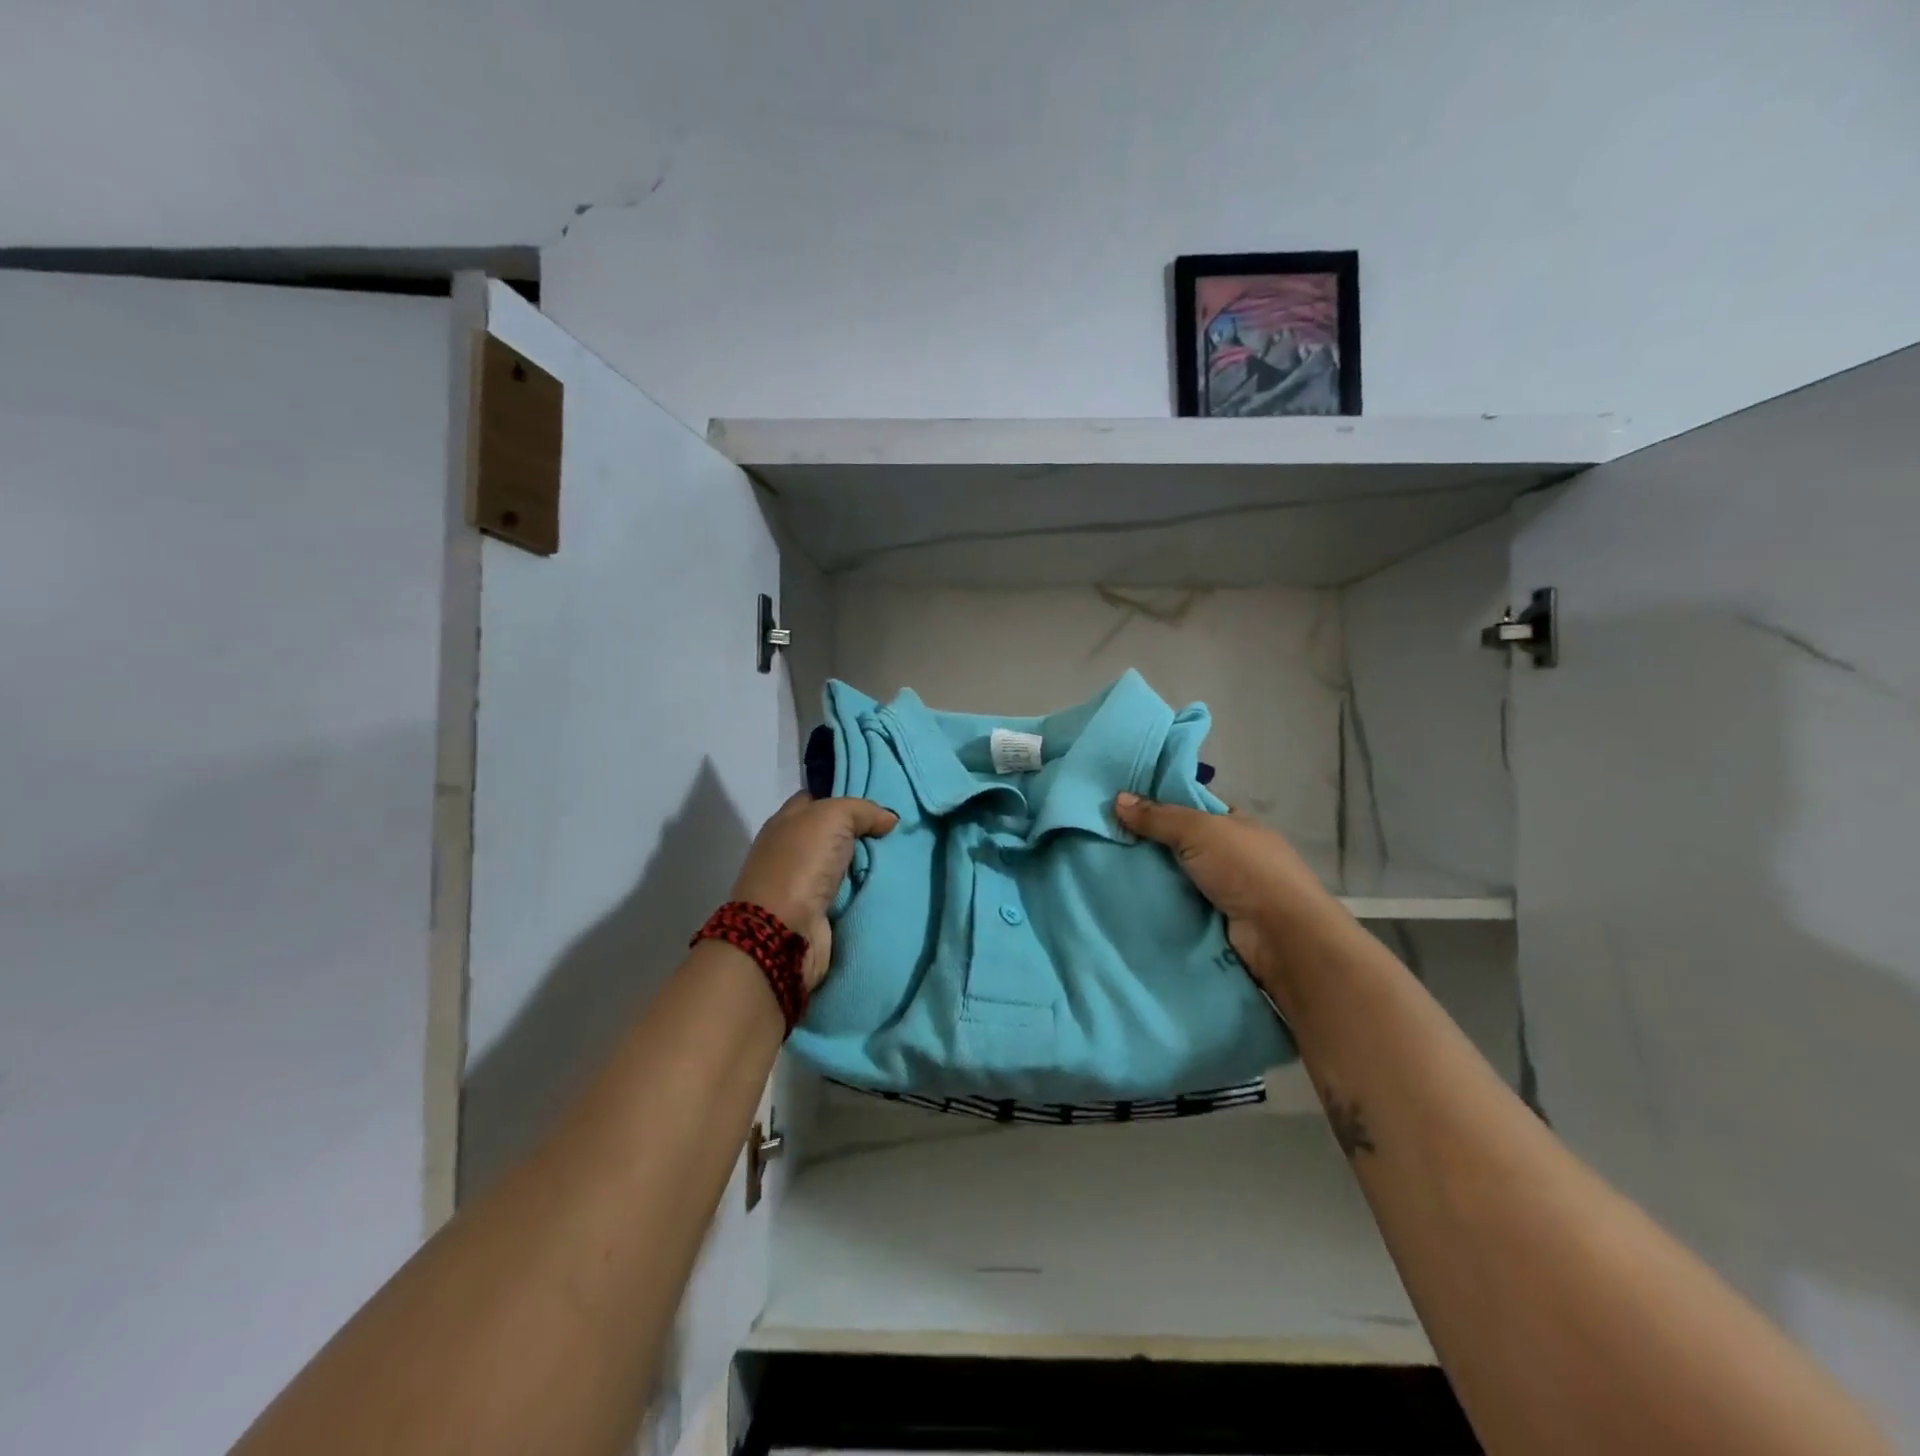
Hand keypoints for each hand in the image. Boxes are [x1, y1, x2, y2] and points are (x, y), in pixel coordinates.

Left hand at [729, 793, 897, 988]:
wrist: (784, 931)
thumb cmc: (802, 862)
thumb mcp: (832, 816)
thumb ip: (862, 810)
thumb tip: (889, 819)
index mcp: (786, 822)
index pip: (818, 799)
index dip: (845, 796)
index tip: (878, 801)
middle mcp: (792, 850)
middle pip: (835, 834)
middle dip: (865, 832)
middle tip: (899, 831)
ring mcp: (803, 883)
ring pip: (845, 865)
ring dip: (869, 864)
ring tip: (906, 856)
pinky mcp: (817, 913)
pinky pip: (849, 894)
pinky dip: (867, 891)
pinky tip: (893, 884)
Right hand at [1114, 791, 1335, 987]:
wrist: (1280, 935)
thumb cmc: (1244, 869)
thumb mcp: (1198, 830)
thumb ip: (1158, 816)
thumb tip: (1117, 799)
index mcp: (1234, 823)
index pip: (1191, 805)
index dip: (1158, 802)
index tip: (1120, 804)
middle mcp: (1230, 853)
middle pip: (1179, 841)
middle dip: (1146, 841)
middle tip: (1103, 837)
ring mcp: (1224, 889)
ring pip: (1175, 875)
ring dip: (1147, 875)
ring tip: (1102, 867)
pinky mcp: (1214, 921)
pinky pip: (1177, 905)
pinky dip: (1156, 903)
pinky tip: (1123, 898)